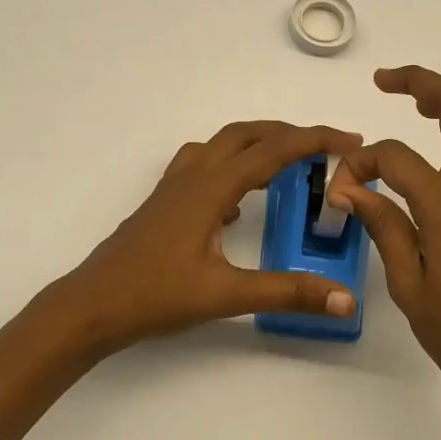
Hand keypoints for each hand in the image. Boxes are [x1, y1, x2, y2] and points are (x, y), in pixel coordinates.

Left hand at [50, 120, 364, 353]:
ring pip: (219, 146)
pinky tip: (236, 205)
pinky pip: (202, 168)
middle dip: (287, 133)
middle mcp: (192, 177)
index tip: (351, 139)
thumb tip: (345, 297)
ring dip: (256, 145)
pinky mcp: (162, 205)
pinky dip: (230, 169)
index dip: (315, 140)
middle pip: (245, 134)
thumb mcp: (225, 296)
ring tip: (286, 165)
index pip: (272, 151)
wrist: (90, 306)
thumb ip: (286, 292)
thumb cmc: (153, 296)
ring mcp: (172, 189)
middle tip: (324, 147)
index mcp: (210, 188)